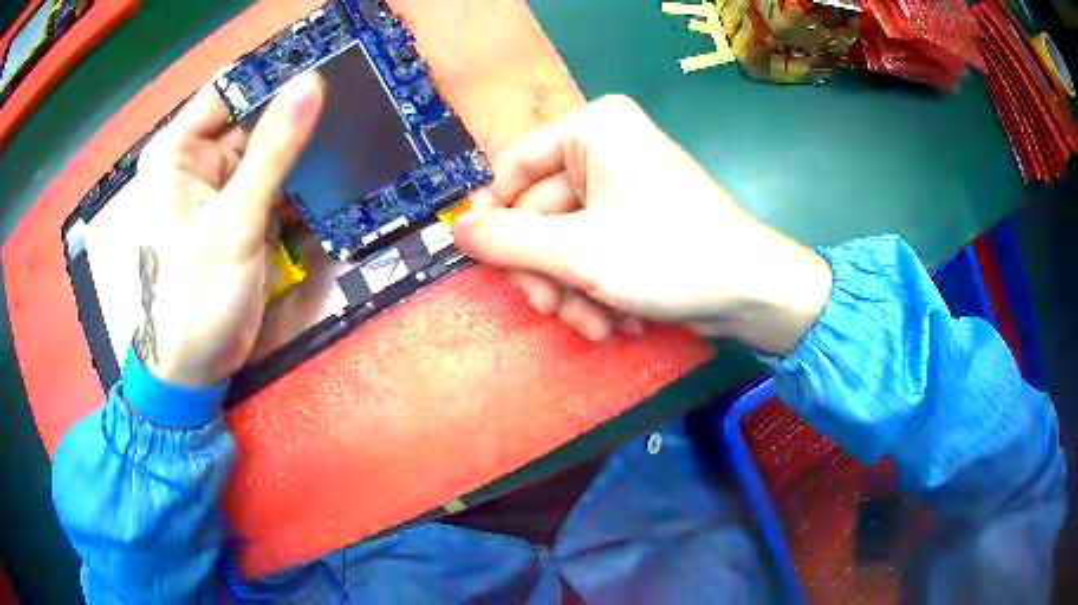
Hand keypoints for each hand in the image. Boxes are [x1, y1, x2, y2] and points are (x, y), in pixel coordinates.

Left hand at [131, 74, 324, 386]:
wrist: (195, 367)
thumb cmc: (196, 298)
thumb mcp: (235, 222)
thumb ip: (273, 150)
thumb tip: (311, 83)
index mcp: (178, 151)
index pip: (231, 88)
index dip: (275, 74)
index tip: (328, 62)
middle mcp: (196, 160)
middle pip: (252, 115)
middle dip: (295, 110)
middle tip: (355, 94)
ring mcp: (220, 185)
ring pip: (267, 147)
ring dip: (303, 145)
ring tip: (355, 127)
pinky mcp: (238, 210)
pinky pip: (273, 178)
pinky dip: (299, 177)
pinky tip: (334, 171)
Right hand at [454, 95, 831, 354]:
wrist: (752, 293)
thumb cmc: (670, 257)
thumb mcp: (578, 252)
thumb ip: (507, 240)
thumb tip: (454, 230)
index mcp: (592, 129)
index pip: (513, 169)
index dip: (495, 220)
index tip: (489, 266)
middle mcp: (604, 148)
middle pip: (538, 214)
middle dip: (546, 272)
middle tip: (552, 310)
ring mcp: (620, 187)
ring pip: (562, 243)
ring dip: (572, 292)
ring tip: (598, 326)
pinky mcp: (634, 222)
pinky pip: (591, 253)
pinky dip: (597, 292)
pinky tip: (619, 322)